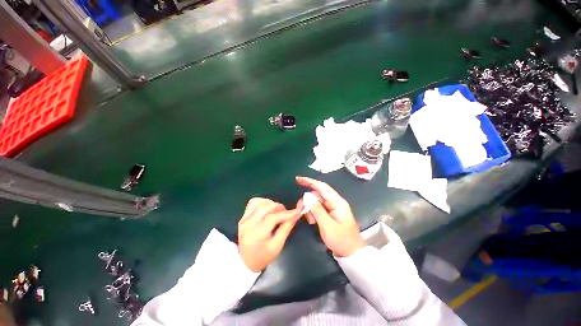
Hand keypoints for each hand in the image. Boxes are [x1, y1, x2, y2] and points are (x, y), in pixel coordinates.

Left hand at [238, 198, 301, 271]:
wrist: (246, 262)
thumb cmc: (264, 256)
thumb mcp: (278, 245)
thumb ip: (287, 227)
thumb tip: (296, 214)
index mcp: (256, 235)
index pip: (272, 218)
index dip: (285, 213)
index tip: (296, 211)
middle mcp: (247, 224)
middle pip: (264, 207)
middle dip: (278, 207)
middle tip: (285, 212)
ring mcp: (244, 219)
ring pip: (258, 202)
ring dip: (271, 203)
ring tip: (277, 211)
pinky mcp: (243, 216)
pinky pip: (253, 202)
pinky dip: (263, 202)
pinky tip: (268, 208)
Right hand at [296, 176, 364, 256]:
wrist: (352, 253)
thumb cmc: (341, 240)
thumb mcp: (327, 226)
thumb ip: (317, 210)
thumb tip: (307, 197)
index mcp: (337, 202)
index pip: (322, 187)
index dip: (309, 181)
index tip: (298, 179)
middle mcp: (335, 202)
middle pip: (318, 194)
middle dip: (309, 201)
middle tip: (302, 211)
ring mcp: (333, 207)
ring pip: (317, 201)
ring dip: (311, 209)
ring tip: (311, 221)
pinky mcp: (331, 213)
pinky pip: (319, 208)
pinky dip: (313, 213)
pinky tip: (313, 221)